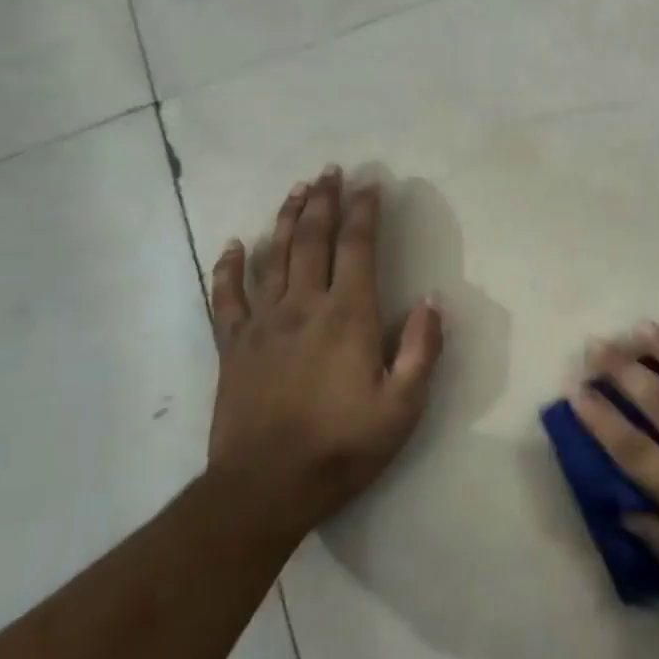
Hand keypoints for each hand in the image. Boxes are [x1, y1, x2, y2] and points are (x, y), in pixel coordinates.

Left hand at [208, 166, 442, 538]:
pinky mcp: (233, 345)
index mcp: (348, 316)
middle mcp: (304, 306)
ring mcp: (263, 323)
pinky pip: (226, 296)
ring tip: (297, 190)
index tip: (371, 184)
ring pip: (273, 256)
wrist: (265, 487)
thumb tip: (433, 300)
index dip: (365, 212)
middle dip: (324, 201)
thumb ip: (421, 349)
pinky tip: (232, 244)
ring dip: (286, 219)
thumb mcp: (403, 406)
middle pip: (313, 239)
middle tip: (330, 171)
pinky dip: (228, 267)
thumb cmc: (343, 447)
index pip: (358, 248)